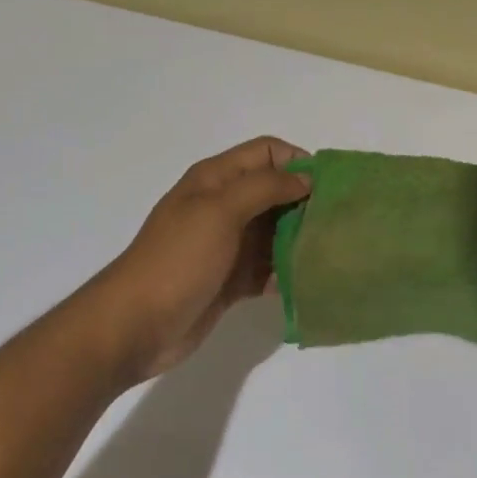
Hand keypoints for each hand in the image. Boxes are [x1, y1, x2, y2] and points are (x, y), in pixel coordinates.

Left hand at [98, 136, 310, 379]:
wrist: (137, 324)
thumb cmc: (178, 260)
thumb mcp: (219, 210)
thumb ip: (265, 187)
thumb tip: (306, 180)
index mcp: (216, 180)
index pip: (267, 153)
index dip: (298, 163)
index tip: (328, 188)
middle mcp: (224, 206)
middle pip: (276, 192)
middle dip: (308, 203)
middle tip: (339, 223)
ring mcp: (228, 245)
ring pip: (277, 232)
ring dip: (301, 239)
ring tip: (332, 252)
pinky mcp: (233, 279)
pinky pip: (270, 268)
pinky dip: (288, 272)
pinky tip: (310, 282)